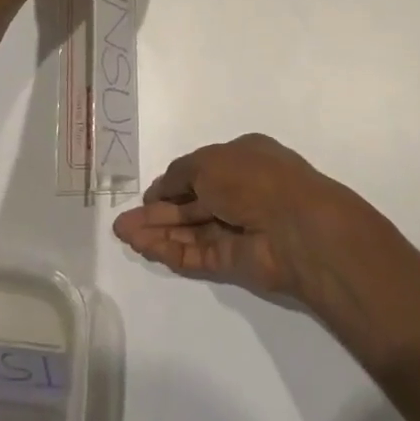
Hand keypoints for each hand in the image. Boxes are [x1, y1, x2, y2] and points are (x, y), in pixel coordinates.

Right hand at [112, 134, 379, 305]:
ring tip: (123, 235)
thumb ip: (179, 175)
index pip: (200, 171)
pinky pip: (197, 254)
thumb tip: (159, 192)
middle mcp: (240, 192)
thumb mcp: (208, 161)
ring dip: (158, 232)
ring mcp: (238, 228)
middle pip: (191, 204)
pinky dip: (171, 251)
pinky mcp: (235, 261)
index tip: (146, 196)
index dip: (172, 184)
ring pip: (191, 231)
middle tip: (123, 222)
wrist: (296, 226)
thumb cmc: (253, 178)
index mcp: (243, 159)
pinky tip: (144, 248)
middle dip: (157, 212)